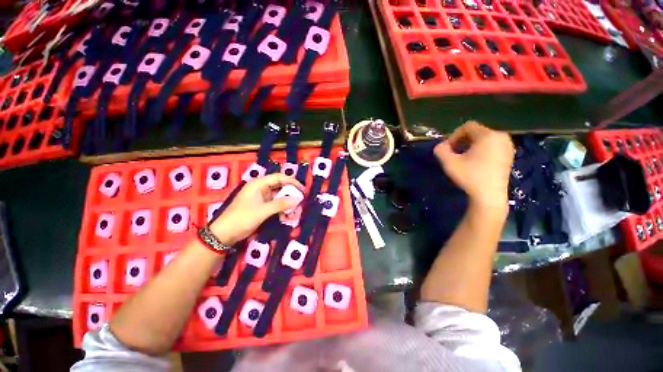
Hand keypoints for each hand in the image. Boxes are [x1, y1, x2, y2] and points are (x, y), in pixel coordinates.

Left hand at [209, 173, 303, 244]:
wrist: (224, 234)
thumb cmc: (241, 219)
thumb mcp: (262, 211)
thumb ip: (281, 204)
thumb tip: (298, 199)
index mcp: (258, 184)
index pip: (279, 178)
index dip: (292, 182)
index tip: (302, 190)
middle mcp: (261, 188)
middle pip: (280, 187)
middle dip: (291, 196)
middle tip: (299, 204)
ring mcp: (261, 198)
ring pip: (279, 197)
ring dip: (287, 205)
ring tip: (294, 214)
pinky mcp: (262, 206)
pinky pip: (276, 205)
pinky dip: (282, 210)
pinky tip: (286, 217)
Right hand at [434, 121, 513, 213]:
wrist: (489, 196)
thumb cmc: (469, 177)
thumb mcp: (449, 163)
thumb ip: (440, 150)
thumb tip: (441, 146)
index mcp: (488, 135)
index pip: (467, 126)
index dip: (454, 136)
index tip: (448, 150)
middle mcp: (501, 137)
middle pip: (477, 131)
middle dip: (462, 141)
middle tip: (454, 154)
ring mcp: (507, 146)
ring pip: (484, 139)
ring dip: (471, 145)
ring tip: (464, 159)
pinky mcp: (509, 155)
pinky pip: (492, 146)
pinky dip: (482, 150)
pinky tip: (476, 163)